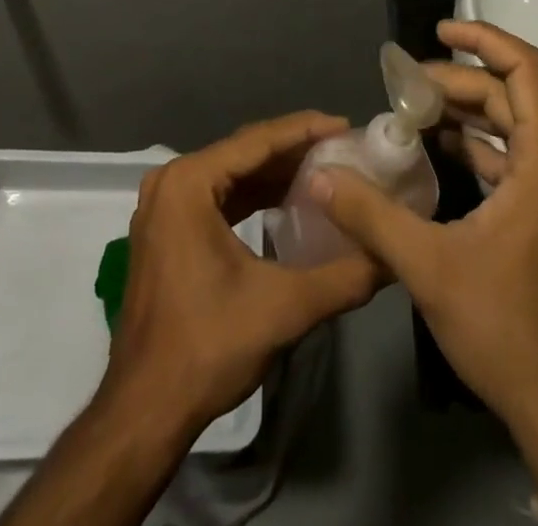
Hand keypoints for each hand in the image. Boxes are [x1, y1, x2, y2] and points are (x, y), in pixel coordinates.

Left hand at [101, 112, 382, 439]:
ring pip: (232, 174)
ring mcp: (165, 206)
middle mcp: (171, 181)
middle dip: (295, 149)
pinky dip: (254, 195)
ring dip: (276, 172)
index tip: (347, 125)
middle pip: (244, 152)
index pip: (257, 140)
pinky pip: (219, 196)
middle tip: (343, 147)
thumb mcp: (284, 307)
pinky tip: (289, 200)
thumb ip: (344, 276)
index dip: (306, 130)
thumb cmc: (208, 347)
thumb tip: (392, 256)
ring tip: (326, 168)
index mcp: (189, 182)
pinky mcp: (167, 230)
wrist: (145, 412)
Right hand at [312, 22, 537, 483]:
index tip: (439, 32)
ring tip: (411, 108)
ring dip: (463, 110)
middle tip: (404, 85)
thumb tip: (322, 176)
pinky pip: (505, 156)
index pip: (525, 69)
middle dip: (457, 80)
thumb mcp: (429, 267)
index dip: (484, 39)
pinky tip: (432, 150)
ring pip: (507, 124)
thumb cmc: (504, 328)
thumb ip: (372, 215)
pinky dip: (471, 143)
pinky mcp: (536, 215)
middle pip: (508, 94)